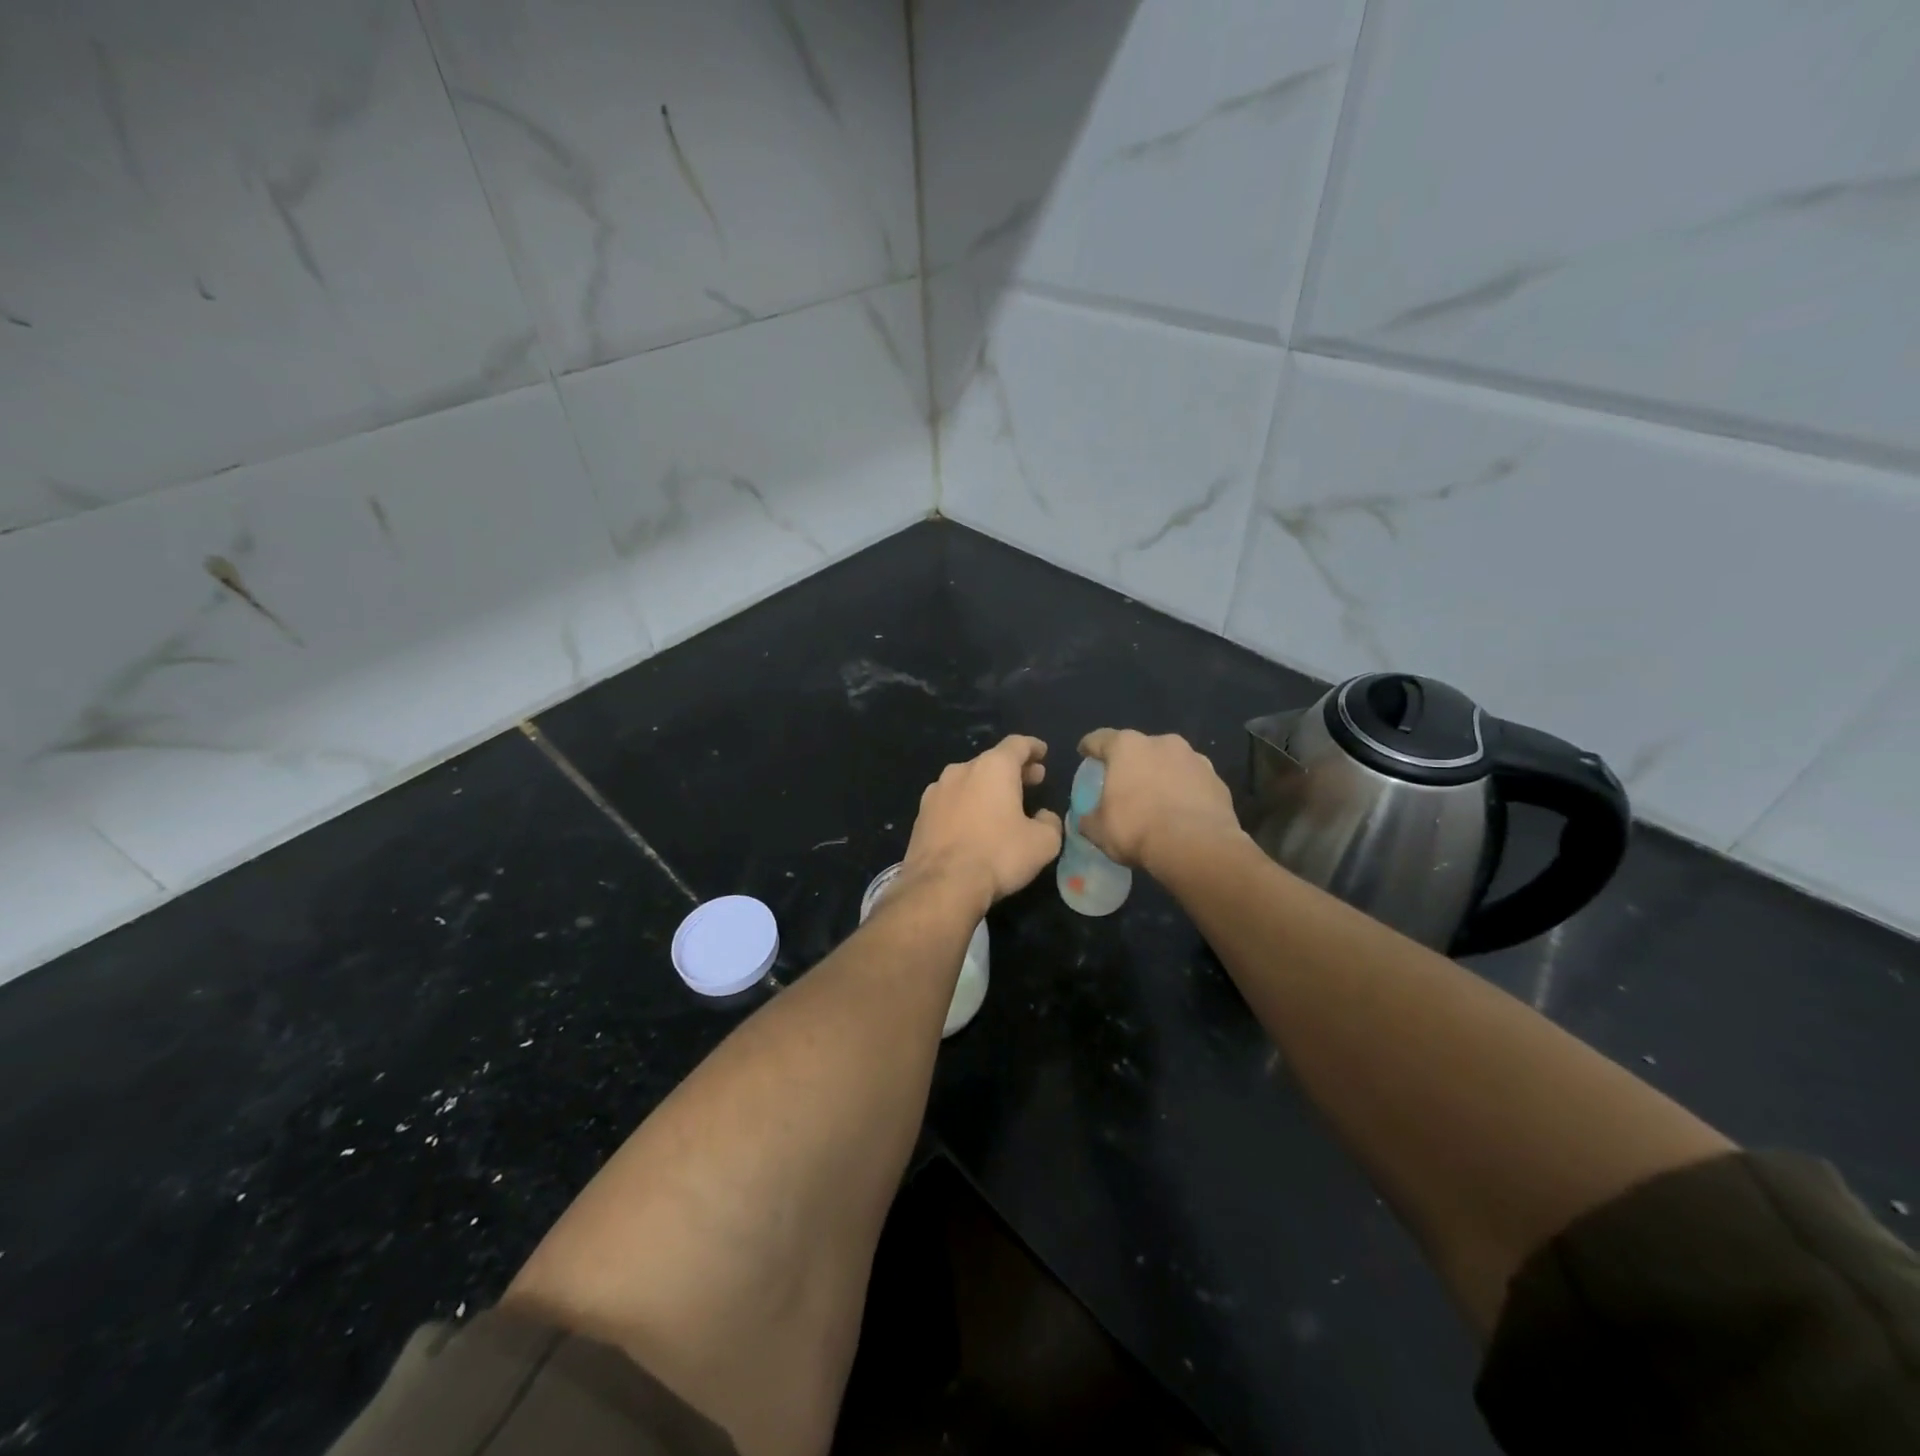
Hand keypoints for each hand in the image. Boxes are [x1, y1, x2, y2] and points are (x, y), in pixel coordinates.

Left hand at [902, 736, 1062, 913]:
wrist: (941, 885)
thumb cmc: (998, 855)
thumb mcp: (1042, 843)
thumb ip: (1050, 823)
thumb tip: (1044, 817)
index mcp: (993, 768)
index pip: (1017, 745)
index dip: (1033, 747)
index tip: (1042, 752)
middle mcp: (961, 770)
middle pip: (991, 762)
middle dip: (1014, 770)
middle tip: (1032, 780)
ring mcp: (936, 791)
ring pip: (968, 781)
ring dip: (986, 788)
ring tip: (1001, 805)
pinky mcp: (921, 815)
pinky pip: (950, 802)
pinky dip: (966, 805)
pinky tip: (973, 825)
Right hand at [1076, 728, 1240, 872]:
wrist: (1197, 847)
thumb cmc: (1137, 830)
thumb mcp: (1098, 830)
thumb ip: (1088, 818)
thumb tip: (1086, 819)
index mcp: (1126, 747)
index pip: (1100, 739)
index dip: (1089, 747)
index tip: (1084, 753)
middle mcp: (1162, 743)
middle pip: (1139, 748)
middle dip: (1131, 763)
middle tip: (1124, 784)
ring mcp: (1194, 759)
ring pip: (1170, 762)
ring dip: (1161, 775)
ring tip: (1157, 800)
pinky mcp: (1217, 779)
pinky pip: (1193, 782)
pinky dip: (1185, 792)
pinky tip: (1181, 813)